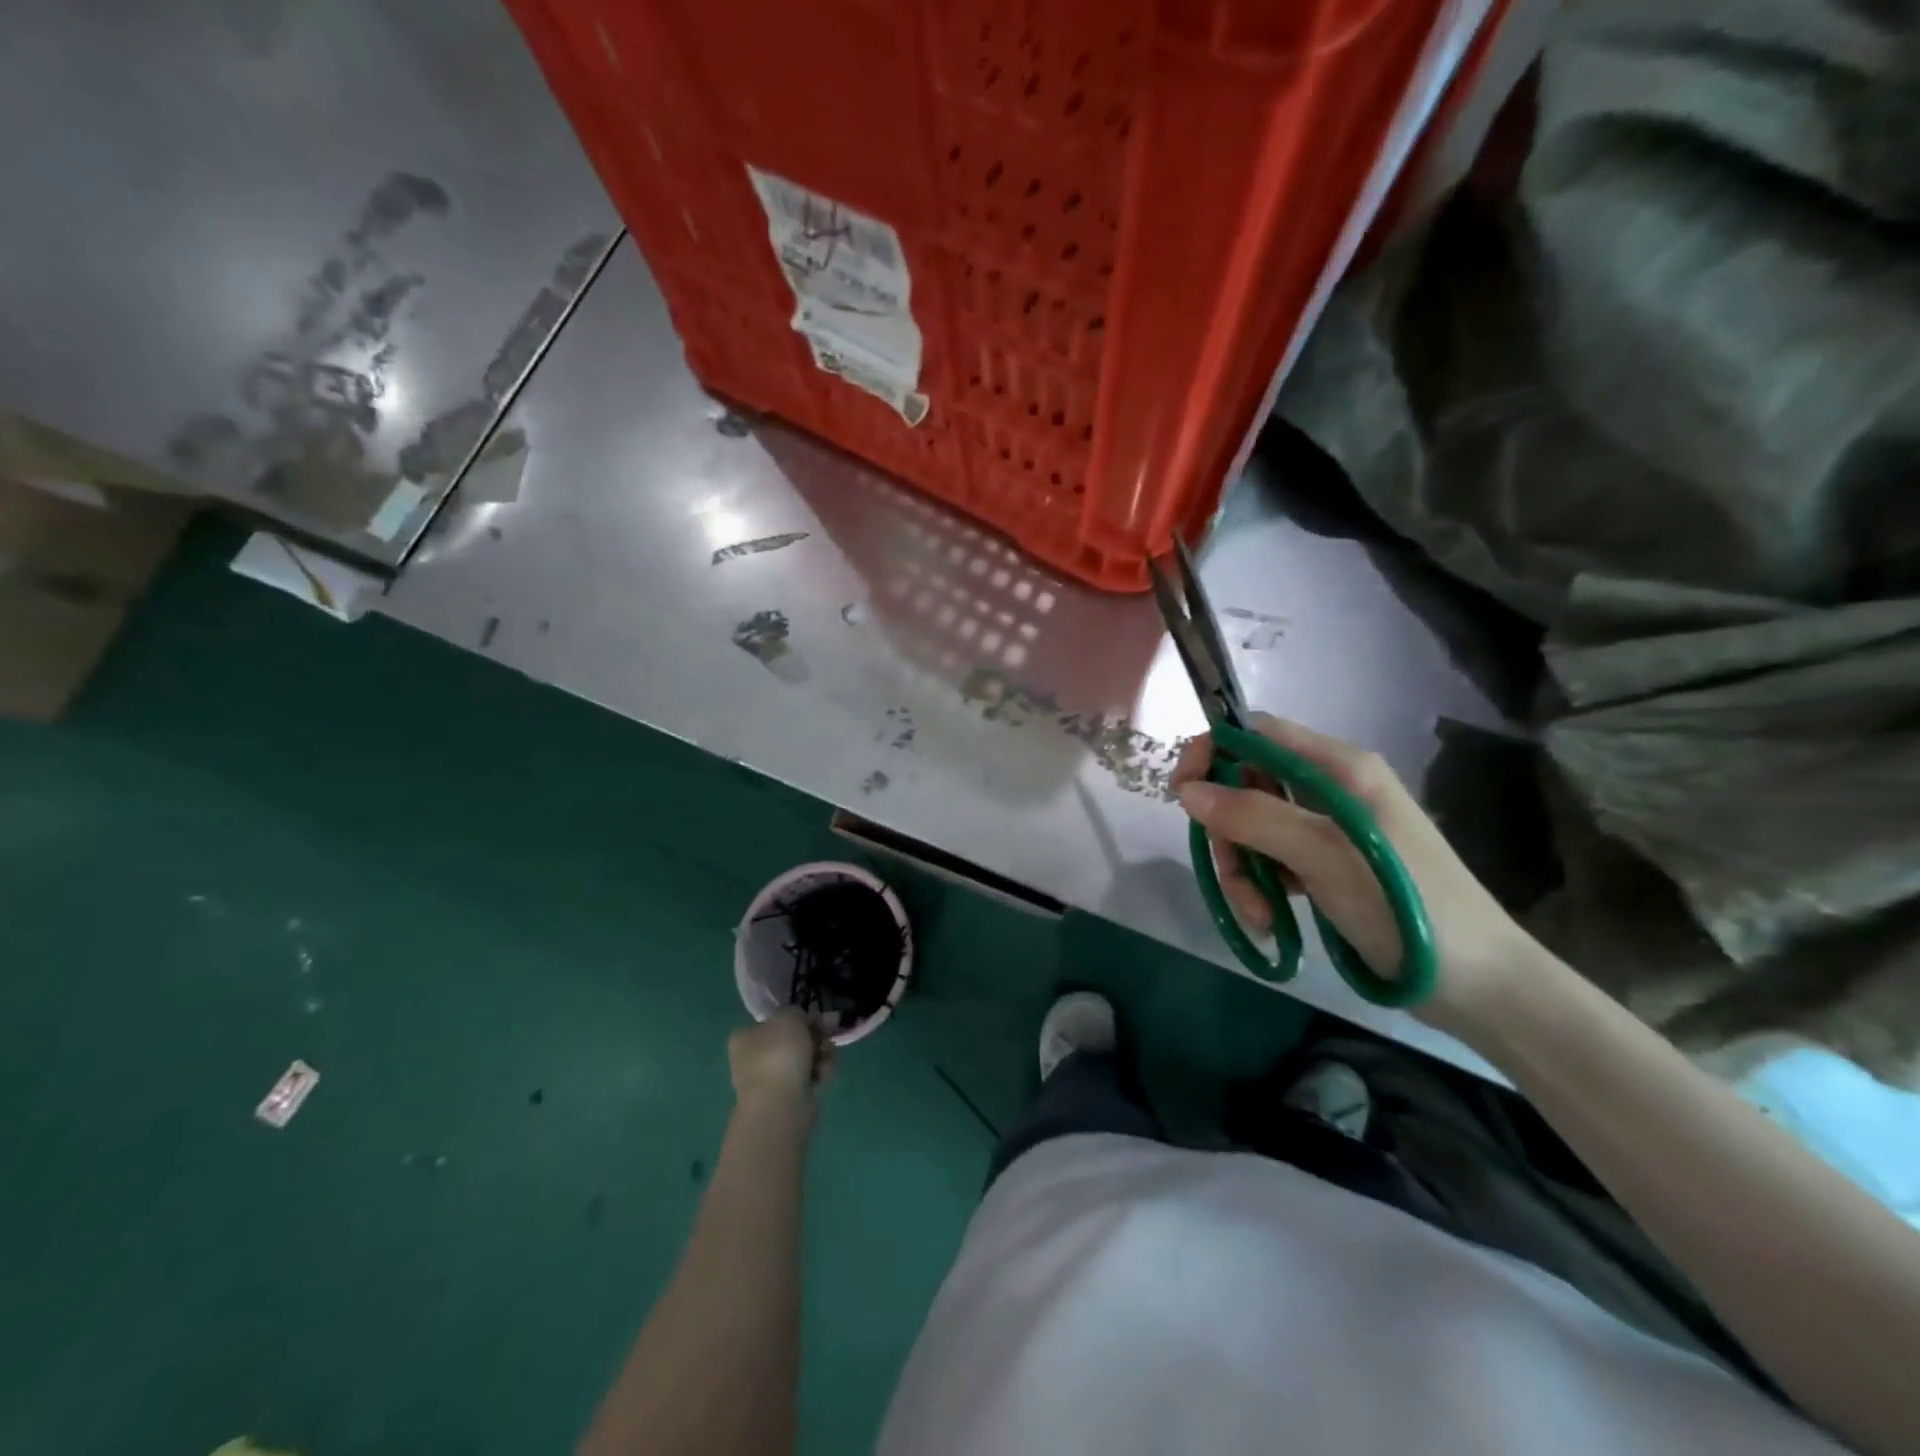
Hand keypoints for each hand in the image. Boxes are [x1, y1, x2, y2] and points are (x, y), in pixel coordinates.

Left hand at [729, 1008, 834, 1113]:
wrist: (780, 1103)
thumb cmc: (779, 1053)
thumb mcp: (789, 1017)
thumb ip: (797, 1012)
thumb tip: (803, 1019)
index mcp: (745, 1037)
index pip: (773, 1021)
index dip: (797, 1017)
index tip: (815, 1017)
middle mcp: (753, 1058)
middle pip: (792, 1039)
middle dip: (815, 1034)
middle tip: (830, 1031)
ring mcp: (770, 1080)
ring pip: (803, 1057)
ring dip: (821, 1053)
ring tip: (828, 1055)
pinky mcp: (787, 1097)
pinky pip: (808, 1077)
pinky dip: (819, 1072)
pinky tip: (824, 1074)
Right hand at [1171, 715, 1537, 1029]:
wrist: (1482, 984)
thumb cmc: (1406, 906)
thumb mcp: (1323, 856)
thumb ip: (1254, 816)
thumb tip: (1189, 791)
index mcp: (1339, 768)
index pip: (1257, 733)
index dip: (1213, 752)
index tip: (1182, 793)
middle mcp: (1332, 788)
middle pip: (1248, 786)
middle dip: (1228, 831)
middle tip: (1230, 876)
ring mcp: (1330, 829)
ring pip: (1254, 829)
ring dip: (1242, 869)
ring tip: (1257, 913)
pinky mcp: (1329, 866)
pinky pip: (1273, 860)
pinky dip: (1261, 886)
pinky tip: (1270, 919)